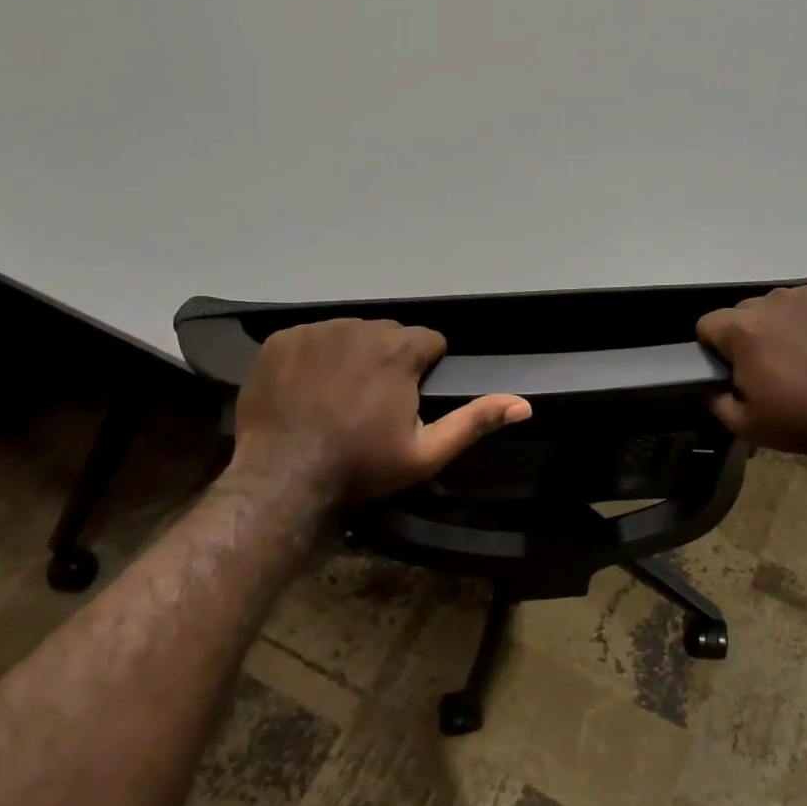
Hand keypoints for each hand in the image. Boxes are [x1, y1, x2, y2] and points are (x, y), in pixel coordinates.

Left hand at [232, 319, 530, 504]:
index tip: (411, 399)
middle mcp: (359, 328)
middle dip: (390, 360)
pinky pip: (311, 338)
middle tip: (375, 402)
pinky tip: (308, 390)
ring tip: (339, 396)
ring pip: (349, 333)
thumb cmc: (361, 466)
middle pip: (389, 335)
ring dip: (353, 356)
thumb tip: (524, 404)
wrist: (283, 477)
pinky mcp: (282, 340)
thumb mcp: (427, 453)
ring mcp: (316, 331)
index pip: (429, 341)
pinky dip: (315, 357)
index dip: (426, 369)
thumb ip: (474, 421)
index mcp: (399, 351)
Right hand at [697, 285, 806, 463]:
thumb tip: (708, 383)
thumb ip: (713, 399)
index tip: (732, 370)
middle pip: (746, 312)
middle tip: (773, 367)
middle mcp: (775, 300)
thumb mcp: (744, 425)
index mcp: (743, 329)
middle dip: (751, 334)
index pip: (708, 324)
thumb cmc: (804, 422)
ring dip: (787, 324)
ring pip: (785, 304)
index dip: (714, 349)